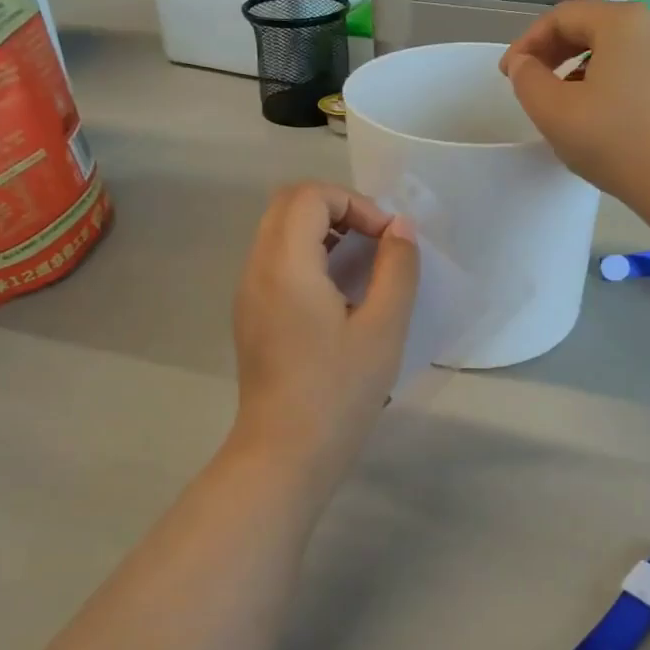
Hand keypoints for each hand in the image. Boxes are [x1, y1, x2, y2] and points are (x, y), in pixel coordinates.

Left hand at [229, 183, 419, 490]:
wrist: (285, 454)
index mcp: (285, 265)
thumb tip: (400, 229)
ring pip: (279, 231)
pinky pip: (276, 261)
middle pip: (289, 204)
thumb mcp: (383, 328)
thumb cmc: (338, 392)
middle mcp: (257, 269)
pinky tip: (340, 295)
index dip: (355, 203)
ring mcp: (249, 293)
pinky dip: (309, 256)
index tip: (388, 239)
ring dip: (323, 231)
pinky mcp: (251, 315)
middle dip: (338, 209)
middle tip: (375, 242)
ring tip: (363, 266)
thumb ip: (397, 269)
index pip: (310, 196)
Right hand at [501, 0, 649, 210]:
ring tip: (563, 106)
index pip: (563, 16)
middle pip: (593, 28)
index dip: (528, 42)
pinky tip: (600, 118)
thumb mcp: (554, 112)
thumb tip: (524, 63)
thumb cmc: (616, 141)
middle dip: (554, 54)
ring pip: (616, 52)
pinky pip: (638, 72)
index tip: (508, 75)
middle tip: (532, 85)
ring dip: (580, 71)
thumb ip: (527, 80)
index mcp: (623, 22)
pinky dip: (609, 84)